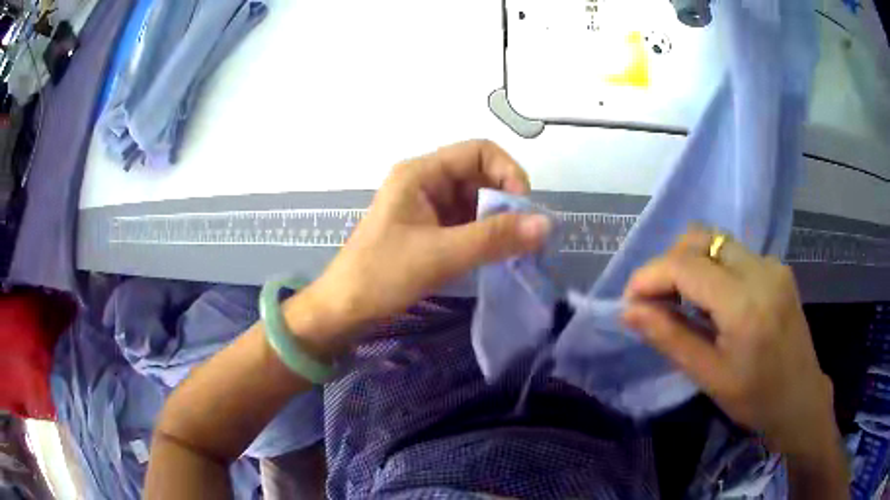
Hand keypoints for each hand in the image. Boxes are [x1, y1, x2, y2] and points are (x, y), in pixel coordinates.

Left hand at [295, 140, 550, 341]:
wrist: (344, 309)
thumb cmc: (382, 275)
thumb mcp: (440, 255)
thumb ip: (495, 238)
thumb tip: (547, 224)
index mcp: (421, 173)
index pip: (479, 151)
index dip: (508, 172)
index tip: (524, 209)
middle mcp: (426, 182)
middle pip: (480, 175)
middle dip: (507, 201)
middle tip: (525, 236)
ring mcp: (427, 206)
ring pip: (476, 201)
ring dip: (498, 221)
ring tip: (515, 250)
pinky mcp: (429, 230)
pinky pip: (467, 222)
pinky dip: (485, 235)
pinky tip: (495, 255)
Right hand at [622, 228, 835, 456]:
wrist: (801, 397)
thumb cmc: (755, 399)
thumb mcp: (709, 377)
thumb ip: (669, 337)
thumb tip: (629, 312)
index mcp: (745, 305)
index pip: (686, 265)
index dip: (649, 275)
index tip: (630, 301)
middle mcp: (761, 271)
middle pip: (701, 238)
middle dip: (668, 263)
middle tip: (656, 300)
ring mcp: (772, 264)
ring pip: (717, 241)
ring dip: (689, 262)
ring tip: (681, 300)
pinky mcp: (777, 267)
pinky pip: (734, 253)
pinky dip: (712, 267)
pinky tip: (713, 300)